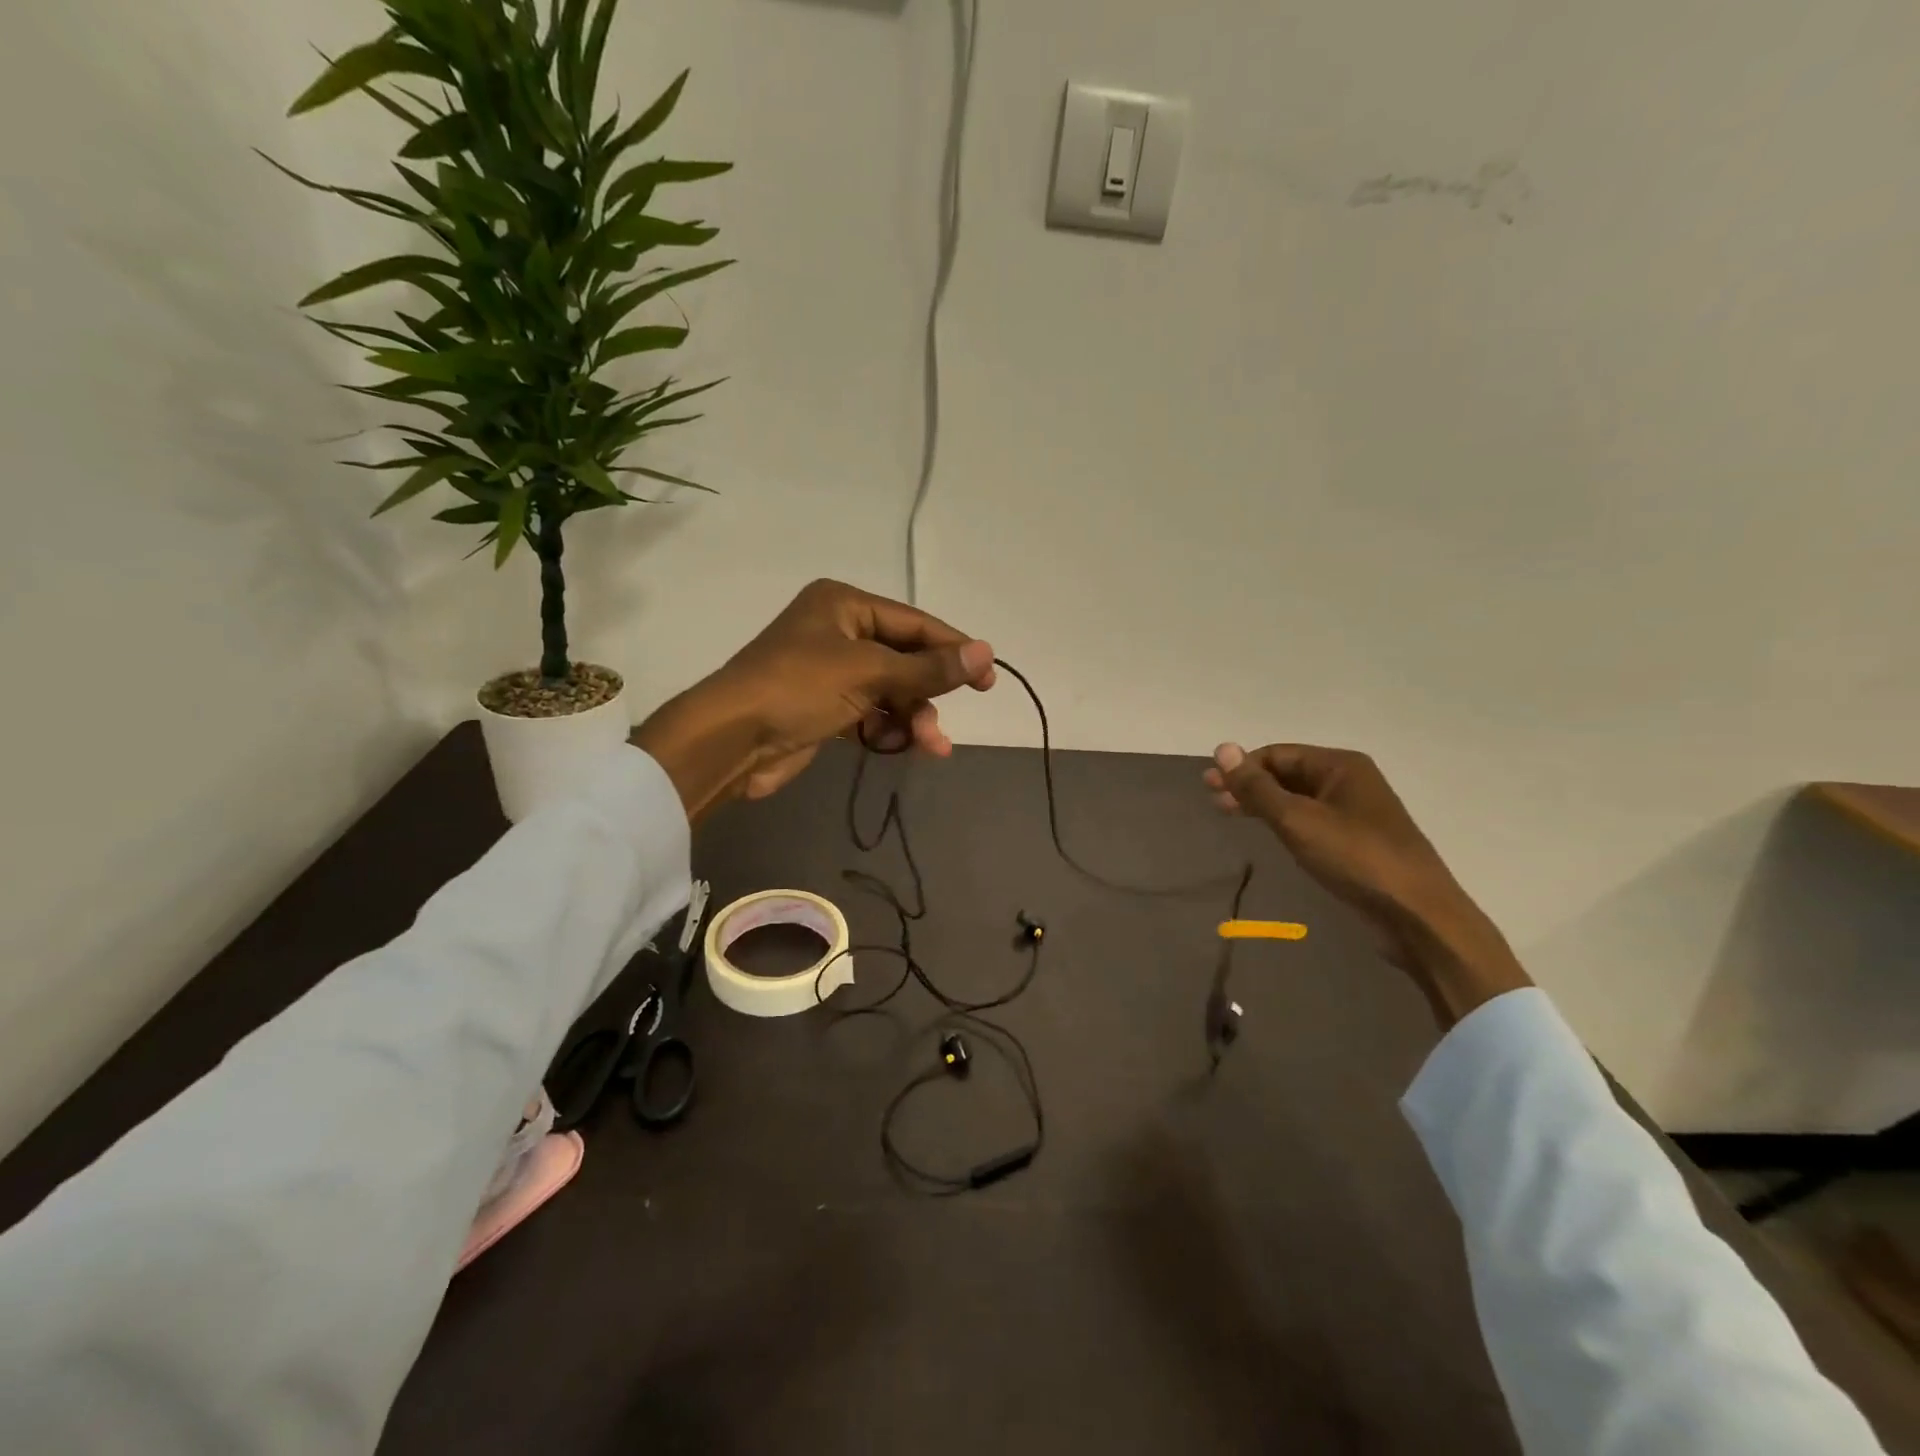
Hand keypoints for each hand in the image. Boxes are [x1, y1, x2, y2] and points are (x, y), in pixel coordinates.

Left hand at [634, 580, 994, 819]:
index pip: (914, 623)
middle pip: (904, 660)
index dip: (953, 649)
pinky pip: (871, 715)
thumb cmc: (798, 688)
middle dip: (928, 694)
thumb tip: (986, 652)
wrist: (731, 740)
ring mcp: (830, 672)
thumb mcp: (868, 672)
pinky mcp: (824, 709)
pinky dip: (887, 731)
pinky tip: (898, 748)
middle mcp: (838, 632)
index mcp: (845, 605)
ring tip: (929, 746)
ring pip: (890, 692)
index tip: (988, 677)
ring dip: (912, 719)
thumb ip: (928, 668)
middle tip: (949, 722)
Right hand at [1204, 742, 1530, 1025]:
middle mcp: (1350, 781)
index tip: (1209, 786)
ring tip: (1229, 814)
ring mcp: (1355, 812)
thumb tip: (1222, 749)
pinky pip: (1310, 820)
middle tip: (1212, 800)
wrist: (1417, 916)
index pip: (1278, 754)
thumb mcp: (1297, 820)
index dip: (1242, 767)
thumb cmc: (1355, 859)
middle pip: (1287, 773)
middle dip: (1249, 784)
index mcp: (1341, 765)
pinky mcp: (1356, 841)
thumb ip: (1257, 787)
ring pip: (1297, 798)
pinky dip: (1283, 821)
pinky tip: (1267, 832)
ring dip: (1263, 803)